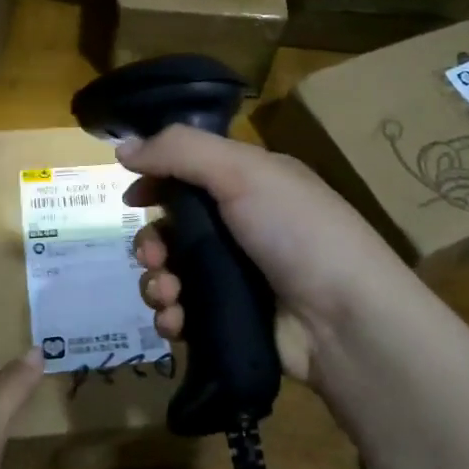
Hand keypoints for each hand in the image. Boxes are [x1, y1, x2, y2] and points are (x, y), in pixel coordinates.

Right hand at [119, 126, 411, 384]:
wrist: (345, 320)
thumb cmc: (295, 231)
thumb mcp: (242, 171)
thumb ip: (179, 151)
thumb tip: (122, 148)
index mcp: (249, 184)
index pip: (189, 174)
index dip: (156, 182)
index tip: (131, 199)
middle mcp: (241, 228)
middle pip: (172, 229)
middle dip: (150, 243)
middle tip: (153, 258)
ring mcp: (236, 277)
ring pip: (172, 274)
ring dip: (156, 283)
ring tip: (167, 295)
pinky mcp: (230, 320)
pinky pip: (183, 313)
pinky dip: (170, 316)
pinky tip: (175, 321)